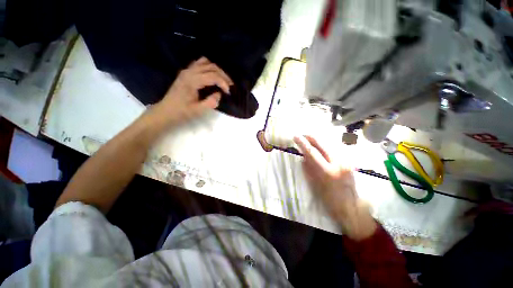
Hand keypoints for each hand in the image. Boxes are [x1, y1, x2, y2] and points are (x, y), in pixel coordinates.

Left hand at [152, 57, 232, 125]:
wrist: (166, 111)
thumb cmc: (182, 112)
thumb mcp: (197, 110)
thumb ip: (210, 102)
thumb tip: (219, 94)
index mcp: (192, 81)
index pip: (212, 76)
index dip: (223, 83)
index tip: (228, 92)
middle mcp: (189, 72)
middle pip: (211, 66)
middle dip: (223, 75)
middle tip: (230, 85)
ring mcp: (187, 70)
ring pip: (206, 62)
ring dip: (217, 70)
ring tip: (223, 80)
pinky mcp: (186, 72)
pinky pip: (200, 64)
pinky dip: (209, 67)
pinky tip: (212, 76)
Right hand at [294, 135, 376, 239]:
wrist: (351, 207)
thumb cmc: (329, 200)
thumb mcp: (315, 186)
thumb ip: (308, 169)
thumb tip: (304, 157)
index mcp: (327, 172)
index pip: (312, 152)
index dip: (303, 143)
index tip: (296, 136)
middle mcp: (338, 163)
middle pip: (322, 144)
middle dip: (311, 137)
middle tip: (303, 135)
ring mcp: (345, 161)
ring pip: (330, 145)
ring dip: (318, 141)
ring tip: (310, 140)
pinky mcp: (349, 162)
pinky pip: (335, 150)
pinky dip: (326, 147)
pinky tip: (321, 149)